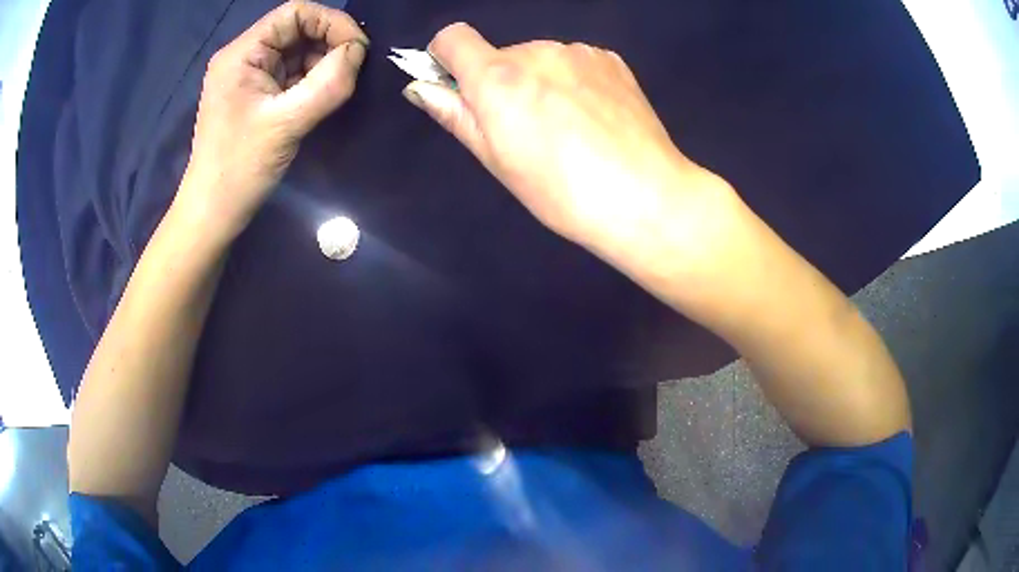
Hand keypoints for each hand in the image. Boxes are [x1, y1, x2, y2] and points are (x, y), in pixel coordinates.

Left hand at [179, 1, 368, 241]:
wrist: (213, 212)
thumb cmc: (240, 168)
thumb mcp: (287, 123)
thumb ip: (328, 83)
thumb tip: (358, 52)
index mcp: (243, 53)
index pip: (295, 12)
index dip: (331, 22)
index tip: (357, 49)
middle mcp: (244, 56)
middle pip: (297, 29)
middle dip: (329, 43)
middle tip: (352, 71)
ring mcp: (249, 76)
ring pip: (297, 52)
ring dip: (323, 63)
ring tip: (337, 88)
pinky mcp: (255, 96)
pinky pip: (291, 74)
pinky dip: (311, 80)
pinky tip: (321, 97)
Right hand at [402, 23, 734, 259]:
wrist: (645, 196)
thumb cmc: (560, 191)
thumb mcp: (496, 160)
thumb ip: (455, 115)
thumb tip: (420, 88)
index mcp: (498, 77)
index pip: (452, 37)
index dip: (446, 57)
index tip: (457, 85)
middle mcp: (536, 51)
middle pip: (501, 55)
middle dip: (503, 82)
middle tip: (529, 130)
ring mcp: (578, 51)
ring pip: (541, 59)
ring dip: (541, 81)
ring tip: (569, 128)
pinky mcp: (610, 59)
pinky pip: (576, 62)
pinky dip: (574, 81)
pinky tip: (594, 117)